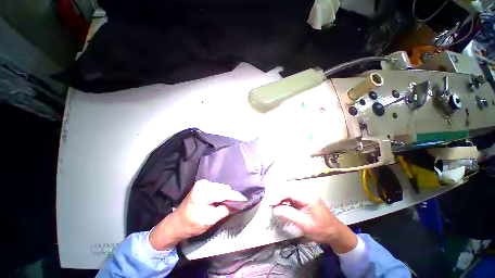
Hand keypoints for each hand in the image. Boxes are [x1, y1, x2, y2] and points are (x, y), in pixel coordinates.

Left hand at [149, 180, 246, 249]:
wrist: (175, 224)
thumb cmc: (190, 225)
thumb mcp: (209, 220)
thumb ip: (224, 210)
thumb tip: (238, 204)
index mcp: (203, 191)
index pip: (224, 192)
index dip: (235, 196)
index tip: (245, 200)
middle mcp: (203, 183)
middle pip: (224, 188)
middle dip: (231, 196)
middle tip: (236, 205)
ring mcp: (203, 183)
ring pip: (221, 188)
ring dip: (226, 195)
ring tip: (228, 204)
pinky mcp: (203, 185)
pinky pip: (217, 188)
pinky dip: (221, 194)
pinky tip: (221, 201)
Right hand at [267, 190, 356, 253]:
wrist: (336, 233)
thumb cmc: (322, 230)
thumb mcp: (305, 224)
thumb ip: (290, 215)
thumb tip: (275, 209)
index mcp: (308, 197)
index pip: (289, 192)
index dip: (278, 196)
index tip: (270, 203)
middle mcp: (306, 193)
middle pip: (288, 191)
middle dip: (278, 196)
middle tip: (270, 203)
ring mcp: (306, 196)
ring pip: (289, 193)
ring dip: (281, 198)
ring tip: (273, 204)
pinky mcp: (305, 200)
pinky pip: (292, 197)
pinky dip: (286, 201)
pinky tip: (281, 205)